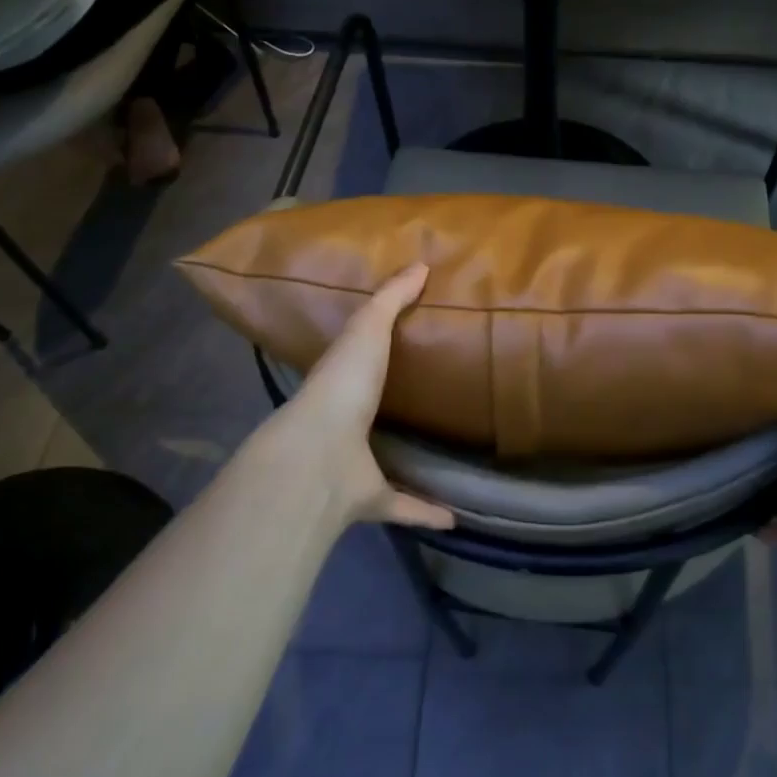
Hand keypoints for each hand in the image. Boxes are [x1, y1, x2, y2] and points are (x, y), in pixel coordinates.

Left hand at [275, 263, 454, 530]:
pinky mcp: (371, 498)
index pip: (357, 357)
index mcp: (342, 379)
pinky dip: (426, 509)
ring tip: (445, 452)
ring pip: (384, 460)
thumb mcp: (367, 329)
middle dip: (391, 405)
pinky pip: (403, 504)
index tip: (406, 339)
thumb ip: (391, 298)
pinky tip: (456, 514)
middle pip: (371, 410)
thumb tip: (422, 263)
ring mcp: (356, 462)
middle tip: (434, 395)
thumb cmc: (343, 384)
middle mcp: (346, 421)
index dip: (374, 347)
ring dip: (407, 460)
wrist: (320, 455)